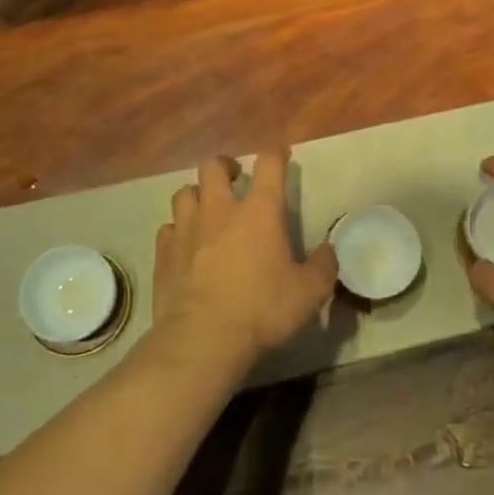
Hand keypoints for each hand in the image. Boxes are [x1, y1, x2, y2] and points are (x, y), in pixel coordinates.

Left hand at [149, 147, 338, 373]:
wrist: (203, 339)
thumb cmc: (262, 309)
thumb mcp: (309, 293)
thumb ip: (324, 267)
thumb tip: (329, 251)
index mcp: (259, 211)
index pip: (269, 165)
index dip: (276, 155)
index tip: (281, 157)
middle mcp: (220, 210)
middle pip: (214, 167)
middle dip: (226, 166)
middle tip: (235, 178)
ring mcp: (187, 229)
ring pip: (184, 193)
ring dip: (197, 195)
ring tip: (207, 209)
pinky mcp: (164, 253)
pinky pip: (168, 228)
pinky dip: (178, 230)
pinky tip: (185, 244)